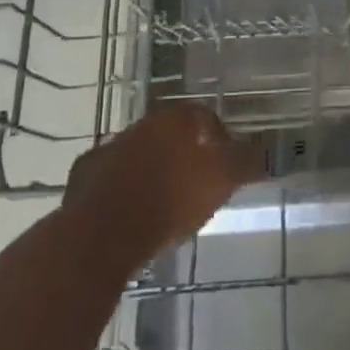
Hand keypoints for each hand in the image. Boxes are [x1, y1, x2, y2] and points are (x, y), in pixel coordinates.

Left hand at [64, 102, 265, 270]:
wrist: (103, 234)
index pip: (203, 116)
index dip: (218, 137)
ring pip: (138, 156)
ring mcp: (107, 150)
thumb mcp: (222, 180)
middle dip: (183, 154)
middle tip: (197, 183)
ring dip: (152, 172)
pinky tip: (131, 215)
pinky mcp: (83, 179)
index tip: (226, 162)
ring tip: (165, 203)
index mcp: (174, 120)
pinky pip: (111, 181)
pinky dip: (123, 192)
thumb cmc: (171, 199)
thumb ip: (246, 163)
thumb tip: (267, 153)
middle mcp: (140, 126)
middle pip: (169, 134)